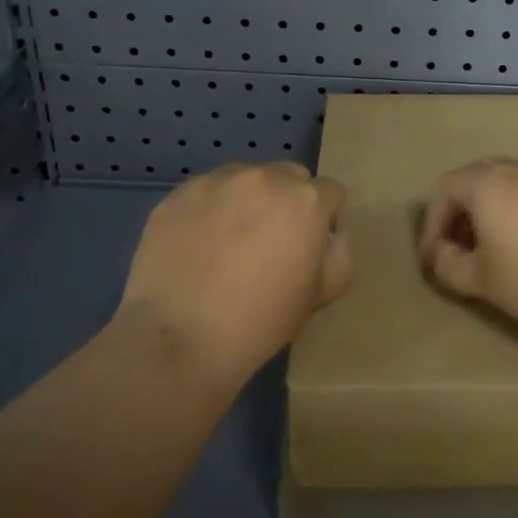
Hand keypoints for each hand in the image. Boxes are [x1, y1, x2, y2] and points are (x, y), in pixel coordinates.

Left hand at [119, 162, 350, 389]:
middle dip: (287, 203)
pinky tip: (197, 248)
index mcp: (306, 200)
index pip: (329, 192)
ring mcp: (217, 181)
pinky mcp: (178, 194)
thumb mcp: (319, 297)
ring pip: (245, 179)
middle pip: (289, 177)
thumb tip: (332, 237)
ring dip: (247, 201)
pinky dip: (208, 211)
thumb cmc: (259, 322)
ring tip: (227, 244)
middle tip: (269, 244)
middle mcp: (264, 177)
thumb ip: (339, 257)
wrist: (178, 340)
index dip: (324, 220)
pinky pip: (206, 192)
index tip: (307, 249)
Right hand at [418, 158, 517, 342]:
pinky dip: (512, 210)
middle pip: (473, 179)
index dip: (432, 224)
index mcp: (486, 183)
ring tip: (487, 249)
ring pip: (502, 183)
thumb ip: (448, 265)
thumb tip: (441, 255)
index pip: (444, 190)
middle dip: (458, 211)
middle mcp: (514, 170)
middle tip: (457, 247)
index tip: (434, 258)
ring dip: (485, 210)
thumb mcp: (480, 280)